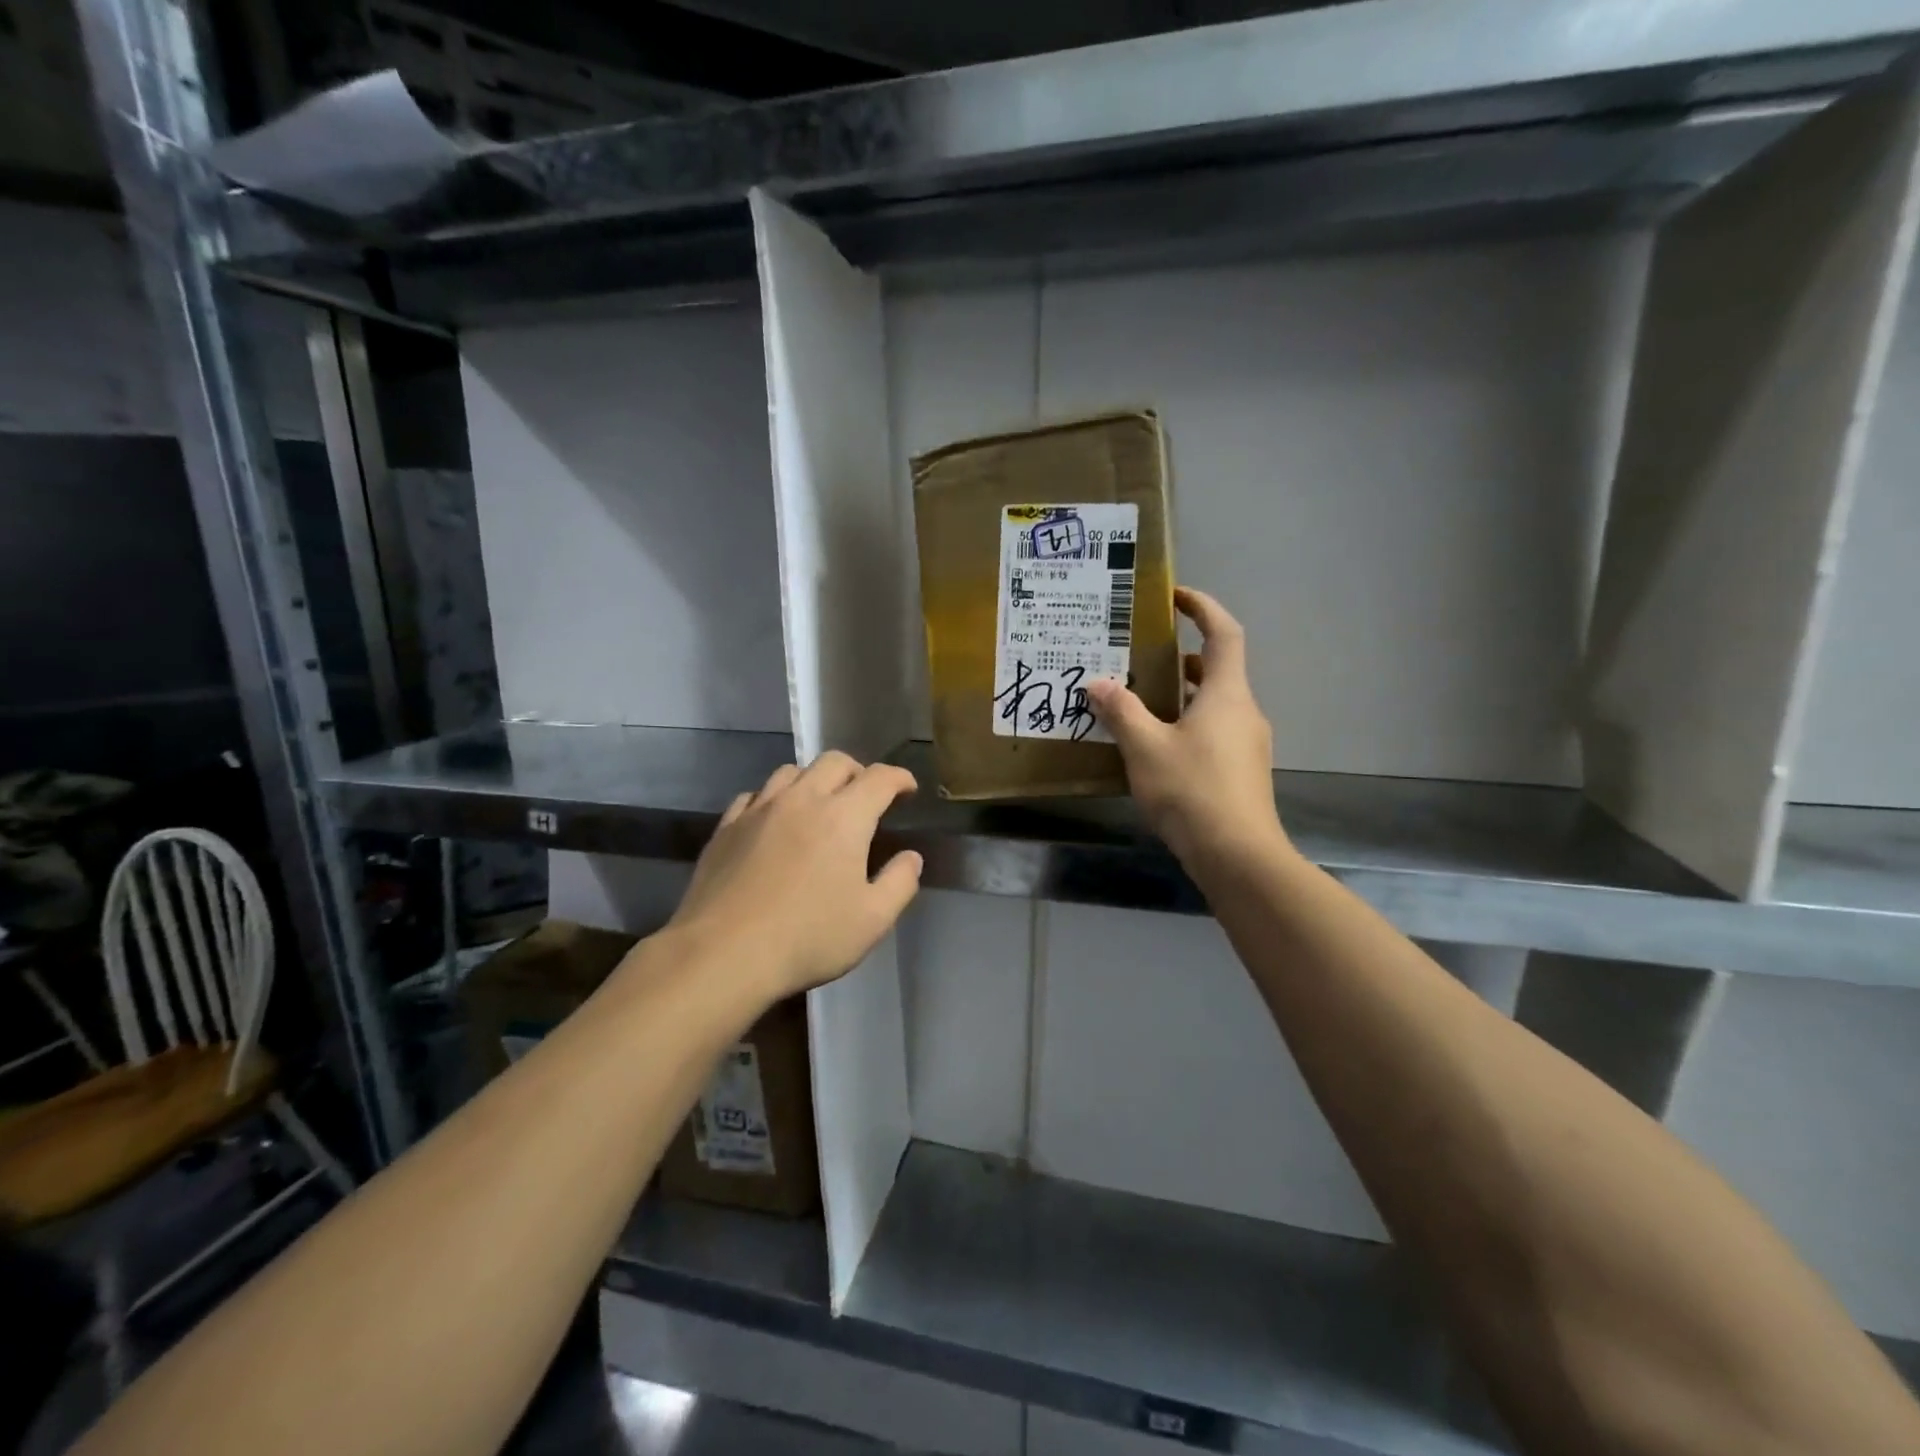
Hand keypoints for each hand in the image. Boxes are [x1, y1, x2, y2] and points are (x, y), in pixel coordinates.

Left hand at [668, 753, 923, 1001]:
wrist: (723, 954)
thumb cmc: (808, 938)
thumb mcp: (872, 920)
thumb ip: (900, 883)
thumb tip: (911, 857)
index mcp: (844, 817)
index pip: (879, 779)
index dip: (899, 778)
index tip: (908, 789)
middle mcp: (802, 800)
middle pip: (834, 762)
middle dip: (858, 772)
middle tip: (866, 796)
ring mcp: (759, 810)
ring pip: (791, 772)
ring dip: (814, 780)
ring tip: (819, 804)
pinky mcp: (726, 827)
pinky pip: (755, 795)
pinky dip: (773, 799)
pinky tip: (773, 821)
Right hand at [1088, 587, 1289, 874]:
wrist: (1238, 855)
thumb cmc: (1192, 790)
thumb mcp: (1145, 748)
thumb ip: (1121, 711)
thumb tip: (1098, 683)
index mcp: (1226, 694)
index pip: (1223, 633)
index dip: (1203, 607)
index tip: (1175, 596)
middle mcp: (1243, 711)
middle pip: (1216, 669)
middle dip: (1180, 657)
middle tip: (1140, 655)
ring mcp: (1246, 744)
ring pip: (1212, 704)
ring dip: (1180, 694)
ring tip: (1137, 698)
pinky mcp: (1240, 771)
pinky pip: (1212, 732)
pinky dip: (1185, 724)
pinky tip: (1154, 745)